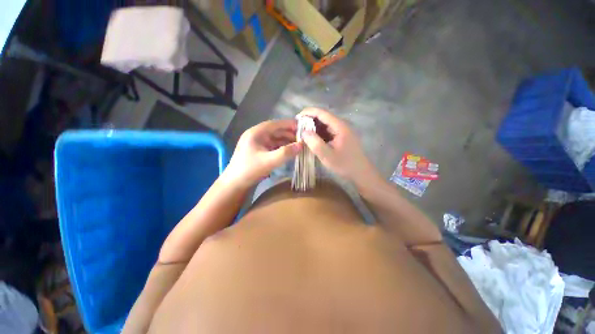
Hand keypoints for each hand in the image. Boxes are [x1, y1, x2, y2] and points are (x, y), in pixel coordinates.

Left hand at [223, 119, 301, 187]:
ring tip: (299, 144)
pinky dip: (282, 147)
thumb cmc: (250, 170)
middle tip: (304, 138)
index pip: (275, 124)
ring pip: (275, 139)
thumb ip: (286, 153)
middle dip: (289, 134)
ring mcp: (257, 143)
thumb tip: (301, 145)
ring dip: (286, 141)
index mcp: (256, 133)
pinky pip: (273, 146)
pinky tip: (290, 151)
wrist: (235, 184)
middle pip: (276, 131)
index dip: (289, 124)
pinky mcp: (259, 151)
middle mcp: (257, 135)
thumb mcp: (269, 161)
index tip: (302, 127)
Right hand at [298, 108, 377, 183]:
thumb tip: (303, 132)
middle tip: (297, 128)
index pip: (322, 113)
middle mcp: (341, 125)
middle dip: (309, 120)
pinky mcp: (341, 137)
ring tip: (302, 133)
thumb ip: (314, 142)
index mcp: (339, 126)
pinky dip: (319, 134)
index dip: (308, 113)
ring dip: (313, 128)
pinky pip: (328, 132)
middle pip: (323, 117)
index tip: (296, 118)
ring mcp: (342, 131)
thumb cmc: (344, 164)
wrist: (361, 173)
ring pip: (325, 125)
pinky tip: (312, 139)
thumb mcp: (327, 155)